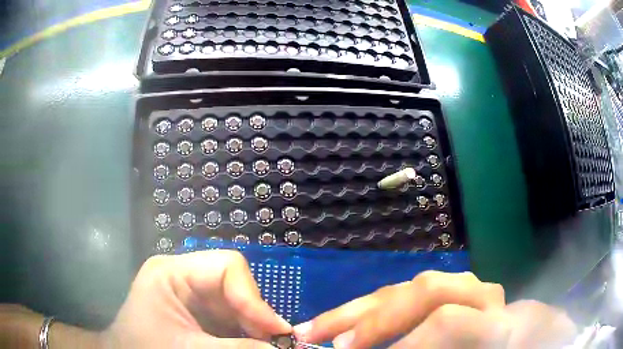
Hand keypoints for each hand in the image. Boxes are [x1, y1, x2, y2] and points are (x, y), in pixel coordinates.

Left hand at [100, 250, 290, 347]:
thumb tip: (281, 348)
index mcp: (172, 272)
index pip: (227, 267)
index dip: (254, 298)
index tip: (276, 330)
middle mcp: (185, 277)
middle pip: (236, 285)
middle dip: (256, 316)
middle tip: (274, 343)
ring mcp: (192, 294)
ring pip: (238, 303)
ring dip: (254, 327)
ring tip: (262, 346)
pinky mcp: (198, 312)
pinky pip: (232, 317)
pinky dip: (245, 333)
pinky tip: (247, 345)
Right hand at [294, 271, 575, 348]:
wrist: (546, 339)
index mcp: (504, 323)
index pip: (448, 321)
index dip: (402, 343)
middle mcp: (488, 298)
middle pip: (427, 289)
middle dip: (372, 320)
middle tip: (326, 343)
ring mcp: (475, 291)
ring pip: (416, 285)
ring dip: (366, 309)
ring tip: (323, 327)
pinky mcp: (464, 295)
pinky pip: (417, 295)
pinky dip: (382, 309)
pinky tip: (355, 321)